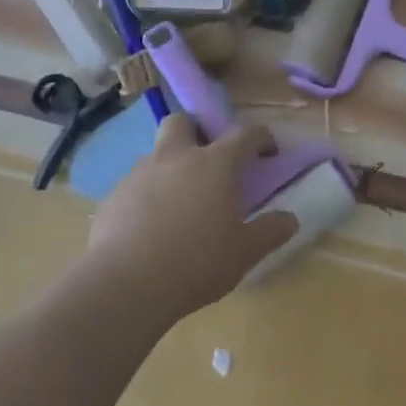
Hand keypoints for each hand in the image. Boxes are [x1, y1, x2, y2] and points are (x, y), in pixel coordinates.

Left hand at [87, 115, 296, 321]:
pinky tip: (150, 227)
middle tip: (207, 159)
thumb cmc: (196, 262)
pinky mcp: (115, 196)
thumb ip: (270, 231)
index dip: (261, 138)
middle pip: (184, 122)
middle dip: (196, 131)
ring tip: (179, 202)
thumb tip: (290, 219)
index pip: (245, 134)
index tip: (268, 151)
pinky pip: (135, 184)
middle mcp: (177, 156)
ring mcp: (141, 173)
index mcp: (215, 163)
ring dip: (170, 166)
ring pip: (157, 153)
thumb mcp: (245, 252)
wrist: (125, 284)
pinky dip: (147, 195)